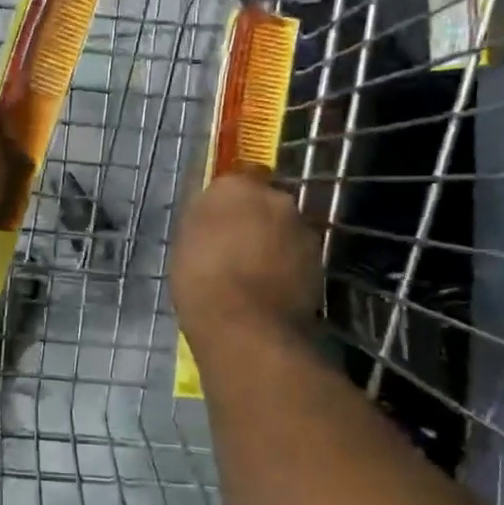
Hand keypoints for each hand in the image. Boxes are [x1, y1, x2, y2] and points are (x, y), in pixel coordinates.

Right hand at [171, 171, 321, 340]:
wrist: (246, 326)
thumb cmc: (201, 279)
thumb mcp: (184, 242)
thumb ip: (204, 219)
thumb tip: (214, 214)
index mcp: (235, 187)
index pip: (237, 177)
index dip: (229, 198)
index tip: (219, 218)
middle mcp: (276, 198)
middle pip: (265, 202)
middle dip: (255, 218)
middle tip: (235, 245)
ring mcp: (302, 229)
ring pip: (284, 229)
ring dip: (273, 242)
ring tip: (252, 272)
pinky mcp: (319, 261)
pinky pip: (297, 256)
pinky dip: (286, 266)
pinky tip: (269, 289)